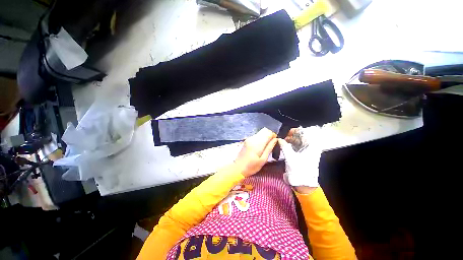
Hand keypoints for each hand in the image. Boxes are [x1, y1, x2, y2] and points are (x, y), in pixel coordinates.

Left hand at [234, 128, 276, 176]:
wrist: (238, 168)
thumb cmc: (251, 166)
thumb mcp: (263, 159)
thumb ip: (269, 148)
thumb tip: (276, 139)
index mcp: (257, 143)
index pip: (268, 132)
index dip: (273, 136)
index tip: (274, 143)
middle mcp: (252, 138)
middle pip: (264, 131)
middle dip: (269, 136)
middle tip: (270, 146)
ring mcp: (248, 139)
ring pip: (260, 133)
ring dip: (264, 138)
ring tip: (265, 148)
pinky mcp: (246, 140)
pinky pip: (256, 136)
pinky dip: (260, 140)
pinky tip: (259, 148)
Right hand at [278, 126, 323, 187]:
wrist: (304, 183)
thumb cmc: (299, 169)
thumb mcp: (290, 157)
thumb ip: (284, 146)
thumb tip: (279, 139)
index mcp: (310, 145)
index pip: (303, 132)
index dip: (293, 131)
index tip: (285, 132)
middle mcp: (310, 146)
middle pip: (300, 136)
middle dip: (290, 136)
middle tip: (281, 137)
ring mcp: (307, 151)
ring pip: (297, 142)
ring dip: (289, 141)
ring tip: (281, 141)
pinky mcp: (303, 155)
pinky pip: (296, 147)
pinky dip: (290, 145)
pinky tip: (284, 146)